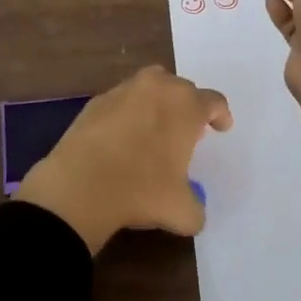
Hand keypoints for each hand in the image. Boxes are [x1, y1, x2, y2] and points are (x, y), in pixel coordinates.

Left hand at [15, 66, 232, 253]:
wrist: (79, 186)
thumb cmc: (141, 191)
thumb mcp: (182, 211)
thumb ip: (196, 208)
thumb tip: (193, 213)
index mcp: (185, 106)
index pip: (213, 102)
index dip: (220, 115)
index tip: (221, 127)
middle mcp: (157, 88)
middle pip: (181, 88)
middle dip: (187, 107)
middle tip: (186, 133)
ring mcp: (123, 91)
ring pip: (149, 88)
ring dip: (157, 104)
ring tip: (154, 130)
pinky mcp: (95, 102)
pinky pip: (121, 101)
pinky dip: (128, 114)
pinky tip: (123, 138)